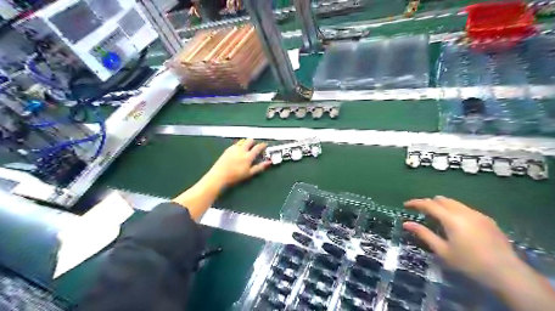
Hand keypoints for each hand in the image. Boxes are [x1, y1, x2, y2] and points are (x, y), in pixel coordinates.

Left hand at [205, 138, 270, 187]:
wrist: (219, 175)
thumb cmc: (235, 176)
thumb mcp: (249, 173)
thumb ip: (259, 167)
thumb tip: (269, 162)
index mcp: (248, 156)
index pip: (258, 147)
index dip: (263, 145)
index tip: (265, 145)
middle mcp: (242, 150)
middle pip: (249, 140)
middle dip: (253, 142)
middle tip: (255, 146)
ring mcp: (234, 148)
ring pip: (242, 141)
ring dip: (246, 142)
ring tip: (247, 147)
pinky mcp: (228, 149)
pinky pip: (236, 144)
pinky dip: (239, 145)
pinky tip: (238, 151)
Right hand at [404, 197, 520, 289]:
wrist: (506, 272)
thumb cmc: (469, 263)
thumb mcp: (442, 251)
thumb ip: (423, 234)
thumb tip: (406, 223)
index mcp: (451, 218)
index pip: (428, 204)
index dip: (415, 202)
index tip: (406, 205)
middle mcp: (464, 211)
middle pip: (442, 199)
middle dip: (429, 203)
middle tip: (421, 212)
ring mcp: (477, 214)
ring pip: (454, 202)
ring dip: (442, 205)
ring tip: (437, 217)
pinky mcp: (487, 219)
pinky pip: (465, 208)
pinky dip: (455, 210)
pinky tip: (457, 224)